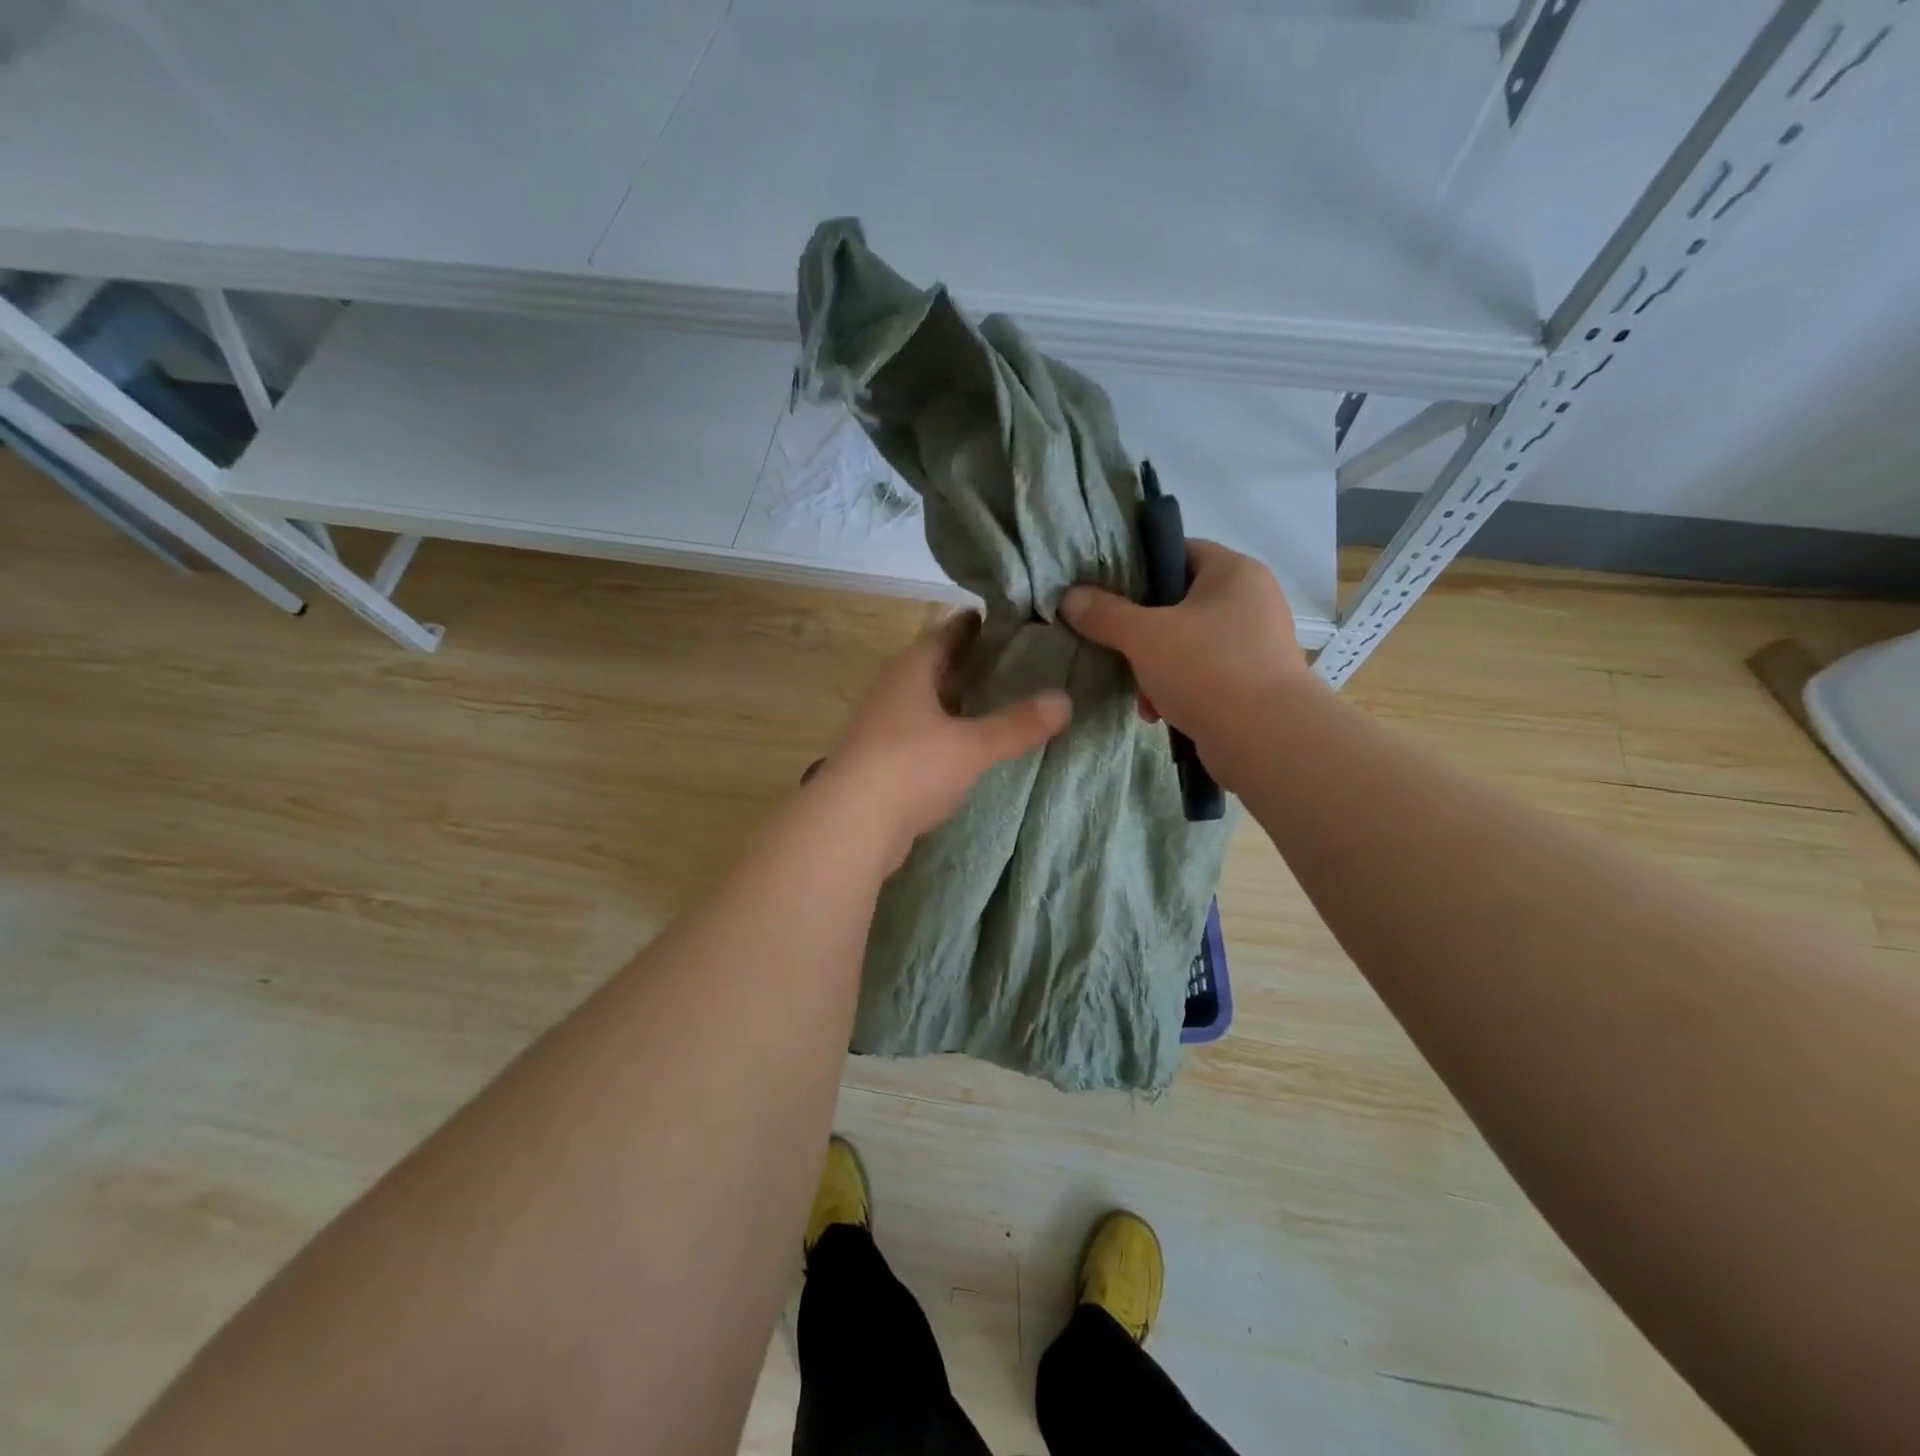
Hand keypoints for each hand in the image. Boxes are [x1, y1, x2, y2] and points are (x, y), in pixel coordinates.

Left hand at [816, 612, 1071, 864]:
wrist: (850, 825)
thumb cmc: (910, 767)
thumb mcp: (971, 745)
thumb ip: (1016, 724)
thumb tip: (1065, 701)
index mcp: (911, 670)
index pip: (946, 633)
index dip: (975, 625)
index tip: (1008, 620)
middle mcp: (893, 691)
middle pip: (936, 667)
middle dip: (971, 664)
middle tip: (1018, 660)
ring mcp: (884, 727)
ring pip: (929, 703)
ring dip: (958, 701)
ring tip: (1001, 700)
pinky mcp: (882, 761)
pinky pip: (923, 735)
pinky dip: (948, 734)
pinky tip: (971, 745)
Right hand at [1060, 540, 1311, 768]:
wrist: (1266, 739)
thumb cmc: (1207, 669)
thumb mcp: (1144, 636)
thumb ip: (1105, 613)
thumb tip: (1070, 597)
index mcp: (1233, 572)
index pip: (1178, 551)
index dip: (1139, 568)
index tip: (1105, 591)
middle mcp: (1250, 601)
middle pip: (1177, 603)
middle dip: (1141, 632)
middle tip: (1115, 647)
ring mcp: (1254, 644)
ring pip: (1186, 644)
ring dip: (1154, 668)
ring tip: (1138, 693)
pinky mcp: (1252, 683)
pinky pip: (1202, 675)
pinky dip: (1176, 690)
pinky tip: (1157, 713)